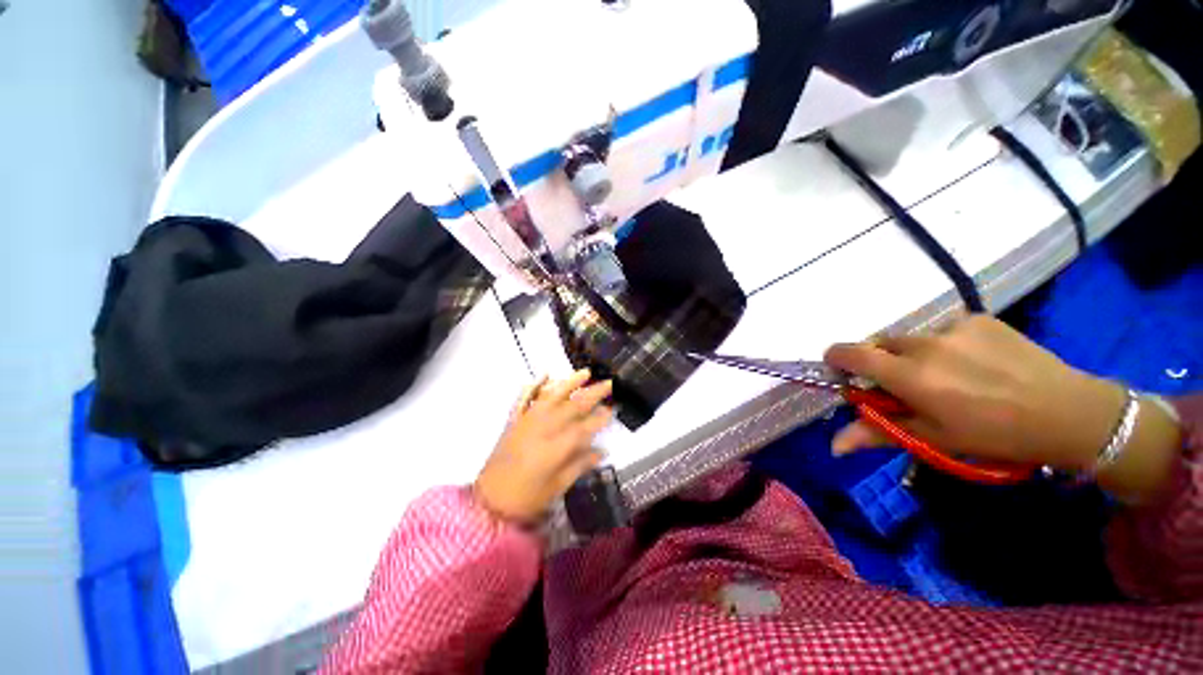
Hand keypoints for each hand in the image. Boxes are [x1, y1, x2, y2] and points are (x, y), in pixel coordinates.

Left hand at [474, 370, 612, 525]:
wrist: (488, 501)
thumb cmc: (526, 498)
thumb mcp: (557, 487)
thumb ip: (580, 465)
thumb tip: (602, 451)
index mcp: (555, 448)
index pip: (584, 428)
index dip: (600, 418)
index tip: (613, 409)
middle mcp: (543, 428)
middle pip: (573, 407)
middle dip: (593, 394)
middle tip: (609, 384)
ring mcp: (527, 421)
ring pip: (552, 396)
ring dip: (570, 383)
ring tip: (585, 373)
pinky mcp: (514, 420)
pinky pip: (525, 398)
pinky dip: (534, 385)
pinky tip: (545, 375)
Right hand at [824, 315, 1126, 471]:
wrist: (1068, 412)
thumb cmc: (994, 435)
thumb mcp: (933, 439)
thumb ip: (878, 432)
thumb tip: (834, 445)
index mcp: (910, 376)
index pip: (852, 354)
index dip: (837, 358)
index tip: (841, 369)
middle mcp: (924, 344)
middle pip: (880, 344)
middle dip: (883, 362)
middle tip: (910, 386)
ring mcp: (953, 327)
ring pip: (913, 338)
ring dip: (917, 355)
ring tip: (953, 377)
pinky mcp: (977, 318)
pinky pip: (945, 330)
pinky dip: (948, 345)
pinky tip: (977, 364)